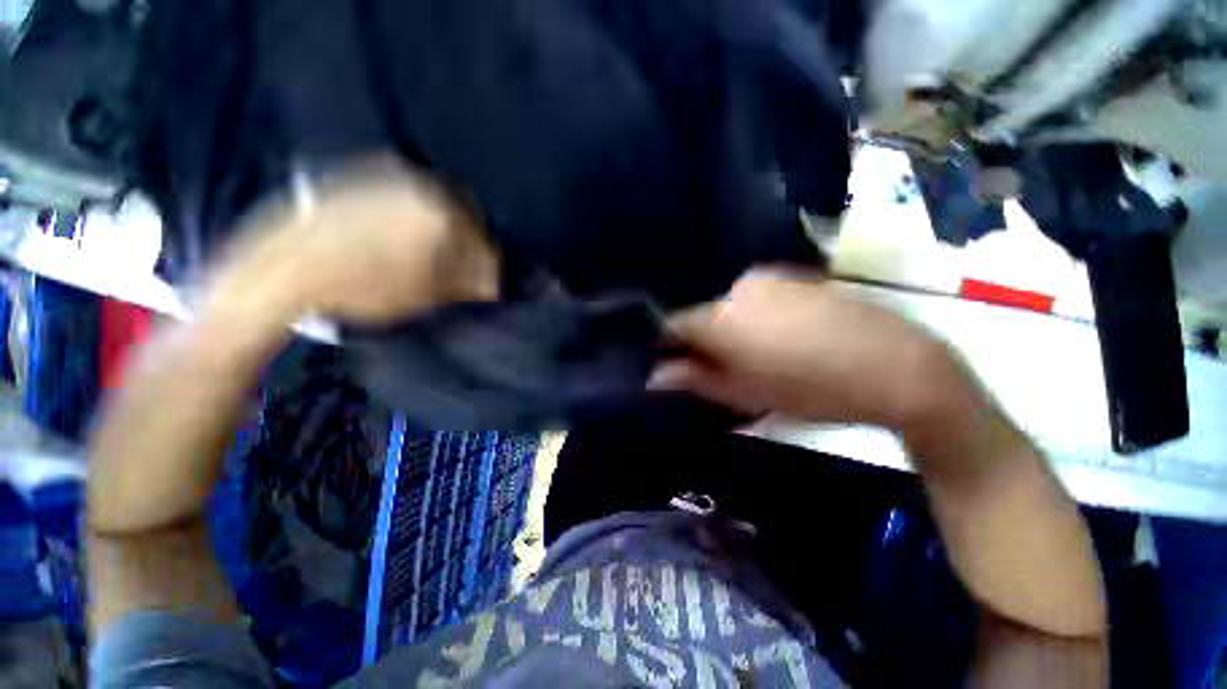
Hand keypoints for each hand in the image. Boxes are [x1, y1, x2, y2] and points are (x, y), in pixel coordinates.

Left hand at [209, 161, 497, 324]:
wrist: (281, 273)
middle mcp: (416, 184)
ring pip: (431, 204)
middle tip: (466, 271)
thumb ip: (465, 283)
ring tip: (436, 259)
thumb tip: (490, 284)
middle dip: (468, 245)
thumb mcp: (424, 293)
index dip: (488, 267)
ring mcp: (384, 177)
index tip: (489, 284)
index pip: (482, 242)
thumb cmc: (359, 288)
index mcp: (438, 212)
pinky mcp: (357, 178)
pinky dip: (412, 219)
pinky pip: (401, 197)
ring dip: (442, 231)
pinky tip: (405, 241)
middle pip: (461, 216)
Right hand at [652, 268, 970, 429]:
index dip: (668, 346)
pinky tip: (784, 337)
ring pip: (731, 305)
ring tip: (759, 355)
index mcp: (721, 318)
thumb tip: (655, 375)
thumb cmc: (813, 389)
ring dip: (731, 328)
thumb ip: (695, 379)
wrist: (899, 367)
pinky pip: (758, 296)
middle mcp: (738, 287)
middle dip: (704, 339)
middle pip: (703, 314)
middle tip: (723, 368)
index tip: (673, 365)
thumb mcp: (746, 394)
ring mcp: (770, 277)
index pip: (672, 325)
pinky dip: (756, 315)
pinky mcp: (796, 275)